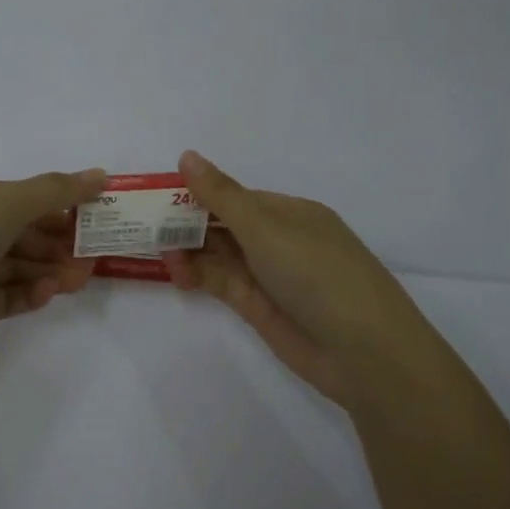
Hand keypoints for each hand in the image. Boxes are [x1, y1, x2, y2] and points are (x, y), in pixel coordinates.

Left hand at [0, 169, 105, 389]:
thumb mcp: (3, 205)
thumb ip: (54, 190)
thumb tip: (100, 174)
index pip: (20, 196)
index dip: (59, 206)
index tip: (96, 220)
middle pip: (19, 232)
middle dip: (57, 243)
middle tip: (93, 258)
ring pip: (13, 265)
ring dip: (47, 269)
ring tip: (78, 281)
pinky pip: (1, 296)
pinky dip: (26, 293)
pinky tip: (47, 295)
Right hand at [160, 151, 421, 408]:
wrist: (364, 352)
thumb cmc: (318, 273)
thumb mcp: (266, 228)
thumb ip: (222, 195)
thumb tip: (187, 155)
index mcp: (290, 213)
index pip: (236, 196)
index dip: (199, 193)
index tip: (159, 194)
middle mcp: (280, 241)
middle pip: (226, 225)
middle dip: (188, 222)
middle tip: (145, 222)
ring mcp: (271, 276)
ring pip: (221, 255)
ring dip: (189, 249)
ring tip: (154, 248)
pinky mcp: (261, 309)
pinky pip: (222, 284)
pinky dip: (198, 276)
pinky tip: (174, 271)